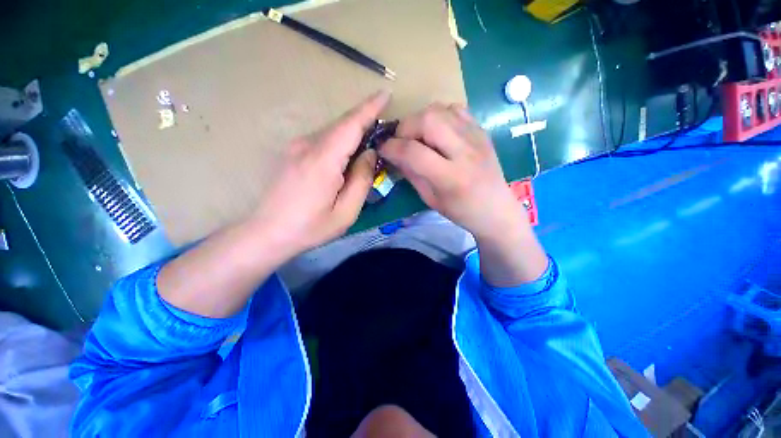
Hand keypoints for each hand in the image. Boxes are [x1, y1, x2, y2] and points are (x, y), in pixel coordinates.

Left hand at [252, 91, 389, 258]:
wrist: (267, 232)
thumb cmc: (310, 228)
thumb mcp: (346, 212)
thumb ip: (361, 181)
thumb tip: (369, 154)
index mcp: (322, 161)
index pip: (350, 125)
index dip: (369, 108)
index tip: (385, 95)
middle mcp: (307, 146)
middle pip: (342, 125)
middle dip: (364, 122)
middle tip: (383, 132)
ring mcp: (296, 147)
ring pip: (332, 132)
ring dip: (352, 135)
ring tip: (367, 150)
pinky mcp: (292, 152)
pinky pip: (323, 140)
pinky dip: (339, 143)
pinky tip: (345, 158)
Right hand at [378, 103, 522, 239]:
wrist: (497, 208)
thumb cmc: (461, 211)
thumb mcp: (430, 199)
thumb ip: (411, 174)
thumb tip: (393, 154)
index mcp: (451, 177)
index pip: (413, 152)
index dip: (391, 147)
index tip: (382, 149)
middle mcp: (465, 151)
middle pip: (428, 120)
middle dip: (405, 127)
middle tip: (401, 141)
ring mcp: (476, 136)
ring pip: (440, 109)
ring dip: (420, 119)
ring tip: (418, 137)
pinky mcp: (481, 129)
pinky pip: (455, 109)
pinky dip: (439, 115)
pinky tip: (437, 131)